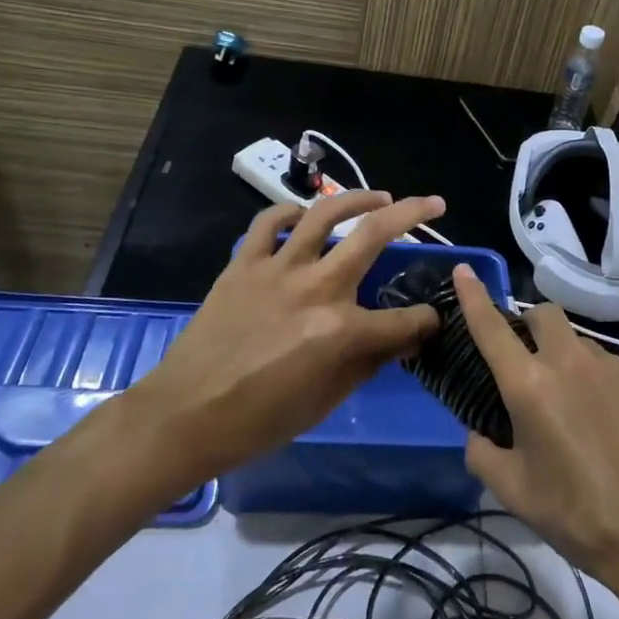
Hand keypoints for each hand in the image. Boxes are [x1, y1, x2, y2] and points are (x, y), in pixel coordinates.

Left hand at [134, 192, 444, 482]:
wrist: (183, 417)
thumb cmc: (259, 422)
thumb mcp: (326, 402)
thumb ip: (369, 363)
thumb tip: (402, 339)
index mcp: (341, 331)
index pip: (404, 320)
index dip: (426, 322)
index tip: (431, 322)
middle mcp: (317, 288)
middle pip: (375, 236)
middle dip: (413, 214)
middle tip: (435, 204)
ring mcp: (277, 270)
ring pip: (325, 214)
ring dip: (359, 198)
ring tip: (380, 196)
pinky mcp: (243, 264)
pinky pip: (268, 223)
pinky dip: (288, 212)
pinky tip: (302, 214)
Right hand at [451, 266, 618, 587]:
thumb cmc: (573, 514)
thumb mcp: (512, 491)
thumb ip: (482, 452)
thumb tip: (480, 432)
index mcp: (530, 385)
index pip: (492, 328)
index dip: (474, 296)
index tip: (464, 271)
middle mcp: (570, 363)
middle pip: (544, 314)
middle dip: (530, 325)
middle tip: (528, 362)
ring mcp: (612, 368)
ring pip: (579, 342)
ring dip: (566, 358)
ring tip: (573, 408)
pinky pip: (611, 369)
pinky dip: (599, 384)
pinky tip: (608, 426)